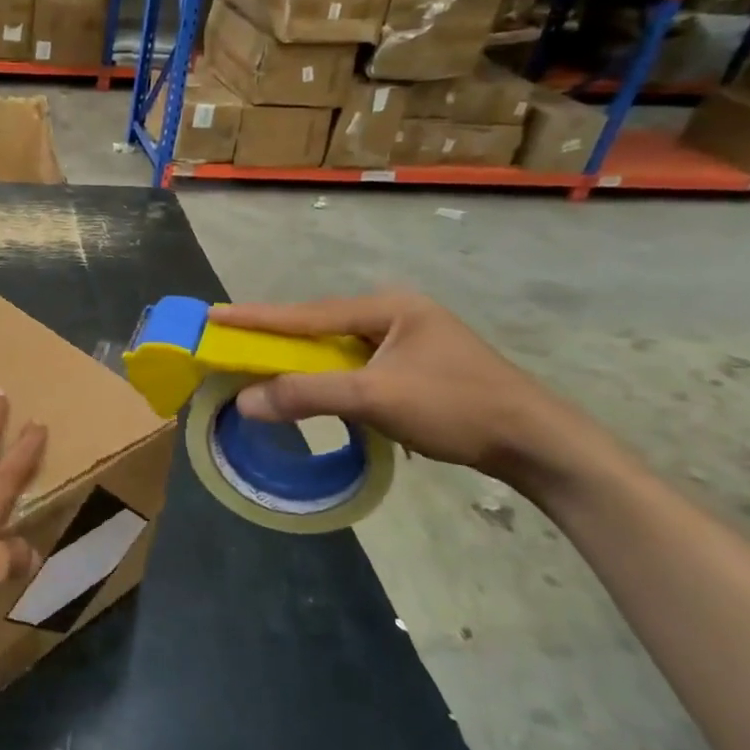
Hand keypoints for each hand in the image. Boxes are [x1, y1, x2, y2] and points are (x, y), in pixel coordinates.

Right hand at [211, 291, 596, 489]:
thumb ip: (307, 394)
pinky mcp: (415, 367)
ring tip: (262, 364)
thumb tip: (244, 402)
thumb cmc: (456, 407)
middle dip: (276, 336)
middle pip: (320, 326)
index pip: (307, 313)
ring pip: (337, 348)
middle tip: (232, 341)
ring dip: (301, 359)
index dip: (257, 317)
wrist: (536, 442)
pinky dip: (326, 376)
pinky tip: (313, 387)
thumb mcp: (376, 398)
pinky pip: (354, 365)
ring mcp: (408, 340)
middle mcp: (395, 315)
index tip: (213, 314)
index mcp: (387, 308)